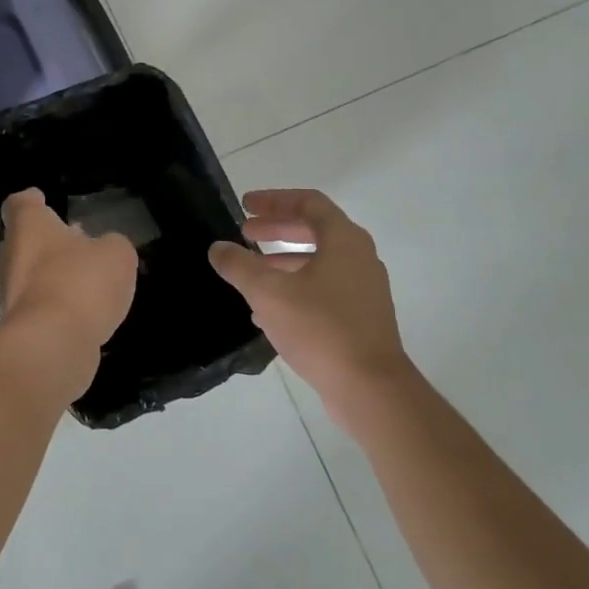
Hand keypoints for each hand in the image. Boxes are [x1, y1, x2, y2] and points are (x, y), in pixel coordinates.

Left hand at [0, 189, 138, 361]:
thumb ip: (113, 245)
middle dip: (50, 242)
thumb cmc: (79, 283)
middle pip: (25, 241)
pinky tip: (86, 314)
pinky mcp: (20, 328)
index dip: (33, 201)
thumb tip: (106, 249)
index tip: (44, 200)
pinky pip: (41, 308)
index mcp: (28, 227)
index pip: (21, 203)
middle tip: (79, 242)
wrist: (50, 346)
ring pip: (32, 276)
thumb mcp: (116, 254)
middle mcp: (11, 256)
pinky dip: (59, 308)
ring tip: (89, 281)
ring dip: (55, 276)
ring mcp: (11, 294)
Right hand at [209, 189, 411, 412]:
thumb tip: (218, 248)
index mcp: (344, 240)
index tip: (245, 205)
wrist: (369, 388)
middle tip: (245, 233)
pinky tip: (267, 311)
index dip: (274, 200)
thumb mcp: (268, 293)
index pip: (308, 202)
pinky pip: (324, 289)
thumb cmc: (320, 328)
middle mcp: (359, 257)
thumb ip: (240, 266)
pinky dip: (295, 288)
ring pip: (318, 262)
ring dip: (282, 261)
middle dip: (276, 229)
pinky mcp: (362, 317)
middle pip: (314, 230)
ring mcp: (364, 289)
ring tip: (250, 273)